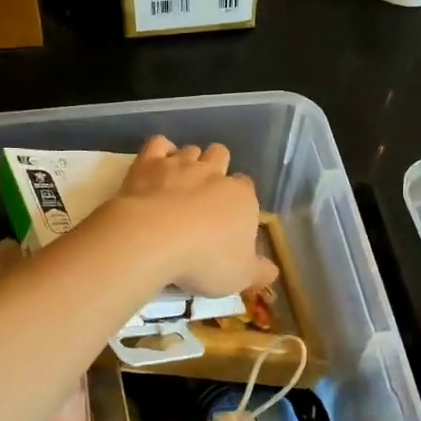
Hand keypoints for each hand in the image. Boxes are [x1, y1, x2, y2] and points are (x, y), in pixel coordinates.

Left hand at [110, 137, 277, 297]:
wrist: (154, 240)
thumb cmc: (205, 260)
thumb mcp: (241, 277)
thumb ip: (259, 272)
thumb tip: (272, 272)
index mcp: (241, 197)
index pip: (247, 186)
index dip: (239, 198)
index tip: (230, 217)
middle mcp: (213, 173)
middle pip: (221, 155)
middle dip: (216, 168)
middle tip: (204, 195)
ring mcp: (179, 164)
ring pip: (191, 149)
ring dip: (187, 161)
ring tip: (178, 184)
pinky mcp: (148, 163)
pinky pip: (158, 143)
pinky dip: (159, 151)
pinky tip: (156, 167)